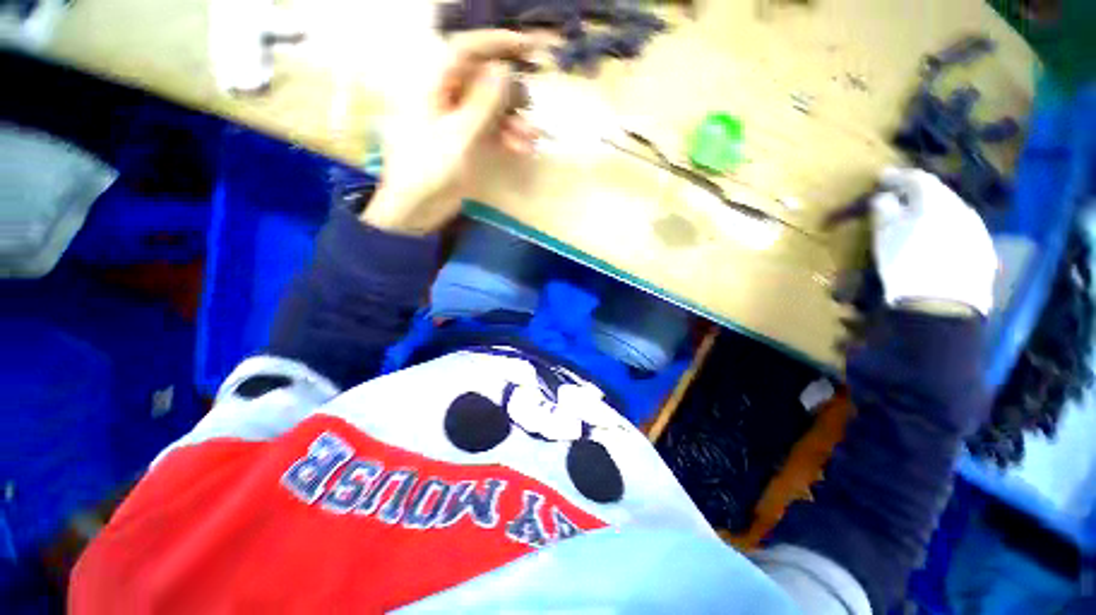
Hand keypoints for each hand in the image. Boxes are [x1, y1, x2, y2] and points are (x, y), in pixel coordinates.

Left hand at [362, 31, 538, 234]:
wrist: (417, 207)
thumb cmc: (430, 169)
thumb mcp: (459, 135)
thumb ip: (483, 103)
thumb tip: (504, 70)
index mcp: (433, 85)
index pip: (466, 51)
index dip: (497, 44)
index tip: (527, 48)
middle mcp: (445, 96)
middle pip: (483, 80)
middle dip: (510, 93)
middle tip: (530, 107)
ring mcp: (455, 119)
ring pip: (490, 107)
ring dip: (513, 120)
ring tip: (532, 138)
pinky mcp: (464, 140)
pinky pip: (490, 129)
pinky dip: (506, 136)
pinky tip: (521, 148)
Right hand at [870, 167, 997, 315]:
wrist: (942, 304)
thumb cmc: (905, 265)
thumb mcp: (885, 236)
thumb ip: (885, 211)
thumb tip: (884, 197)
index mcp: (936, 202)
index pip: (918, 179)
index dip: (898, 176)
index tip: (882, 177)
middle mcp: (961, 209)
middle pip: (940, 193)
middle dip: (919, 192)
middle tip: (901, 196)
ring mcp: (977, 230)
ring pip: (954, 211)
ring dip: (936, 210)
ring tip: (920, 219)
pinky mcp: (983, 251)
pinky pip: (963, 230)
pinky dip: (948, 228)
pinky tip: (938, 240)